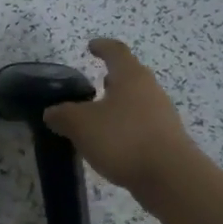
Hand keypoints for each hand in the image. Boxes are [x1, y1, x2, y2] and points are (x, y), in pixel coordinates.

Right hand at [43, 39, 201, 198]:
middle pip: (130, 76)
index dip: (102, 47)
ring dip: (117, 105)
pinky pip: (140, 124)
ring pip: (136, 102)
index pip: (116, 52)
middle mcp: (150, 90)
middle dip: (111, 78)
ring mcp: (162, 116)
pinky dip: (124, 126)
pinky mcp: (166, 140)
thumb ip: (62, 115)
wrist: (170, 177)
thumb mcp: (80, 125)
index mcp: (131, 77)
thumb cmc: (123, 139)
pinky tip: (111, 142)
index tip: (91, 46)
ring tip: (97, 117)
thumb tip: (52, 112)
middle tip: (93, 84)